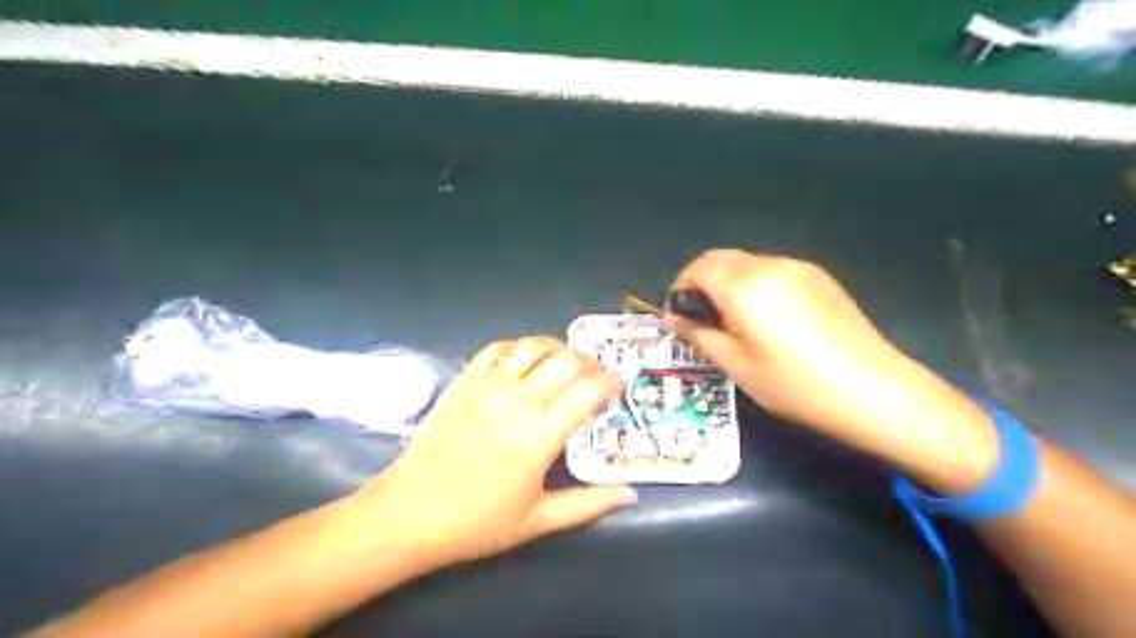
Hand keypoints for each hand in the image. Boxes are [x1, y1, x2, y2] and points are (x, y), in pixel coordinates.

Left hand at [350, 336, 635, 570]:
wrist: (407, 515)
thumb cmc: (476, 524)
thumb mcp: (537, 522)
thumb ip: (588, 504)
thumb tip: (630, 494)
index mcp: (537, 438)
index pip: (586, 392)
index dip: (609, 382)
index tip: (618, 385)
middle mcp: (514, 403)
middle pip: (565, 361)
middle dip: (590, 362)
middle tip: (597, 374)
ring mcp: (485, 388)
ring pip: (532, 347)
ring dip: (557, 348)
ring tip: (566, 362)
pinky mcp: (463, 383)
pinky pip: (496, 350)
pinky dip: (518, 348)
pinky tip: (525, 360)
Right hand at [667, 249, 994, 492]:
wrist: (872, 390)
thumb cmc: (794, 384)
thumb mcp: (737, 366)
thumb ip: (700, 335)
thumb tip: (675, 318)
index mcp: (743, 286)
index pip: (697, 268)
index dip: (681, 287)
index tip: (681, 315)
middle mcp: (768, 266)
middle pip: (720, 258)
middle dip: (701, 280)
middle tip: (702, 317)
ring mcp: (797, 268)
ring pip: (746, 262)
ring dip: (728, 281)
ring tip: (735, 320)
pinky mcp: (818, 277)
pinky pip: (772, 270)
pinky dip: (755, 283)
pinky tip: (768, 317)